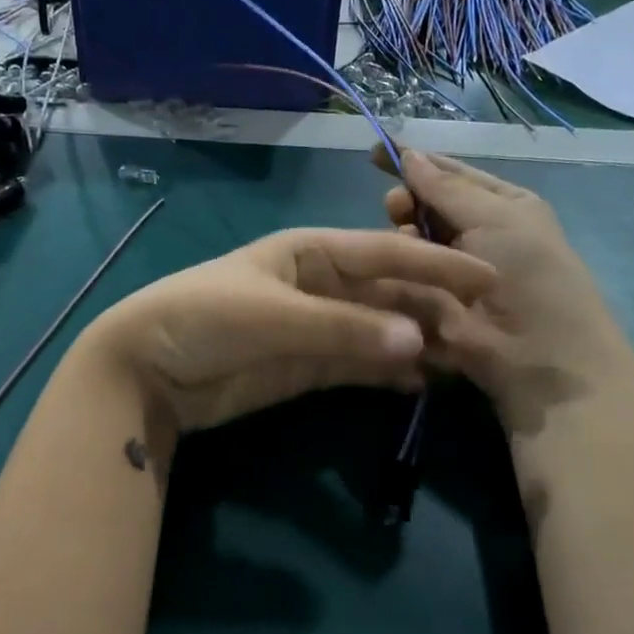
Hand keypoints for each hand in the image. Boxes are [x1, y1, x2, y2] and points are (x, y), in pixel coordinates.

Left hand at [85, 227, 496, 435]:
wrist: (146, 371)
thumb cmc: (204, 319)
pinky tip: (424, 381)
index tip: (487, 274)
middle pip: (389, 293)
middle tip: (487, 328)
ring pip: (380, 330)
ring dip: (419, 341)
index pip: (385, 254)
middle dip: (434, 307)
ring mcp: (316, 328)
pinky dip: (391, 372)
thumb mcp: (273, 315)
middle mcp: (321, 285)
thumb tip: (419, 342)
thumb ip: (344, 328)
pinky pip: (361, 365)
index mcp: (312, 252)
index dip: (435, 263)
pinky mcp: (308, 367)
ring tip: (466, 357)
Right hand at [377, 149, 633, 437]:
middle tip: (395, 209)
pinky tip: (386, 269)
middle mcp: (477, 234)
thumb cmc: (529, 274)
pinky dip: (395, 269)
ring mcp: (452, 272)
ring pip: (411, 241)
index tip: (374, 153)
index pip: (452, 174)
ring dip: (401, 236)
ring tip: (400, 241)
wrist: (539, 358)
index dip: (415, 162)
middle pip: (426, 206)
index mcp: (502, 206)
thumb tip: (411, 154)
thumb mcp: (495, 217)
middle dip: (406, 201)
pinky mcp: (432, 305)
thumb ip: (446, 187)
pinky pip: (405, 277)